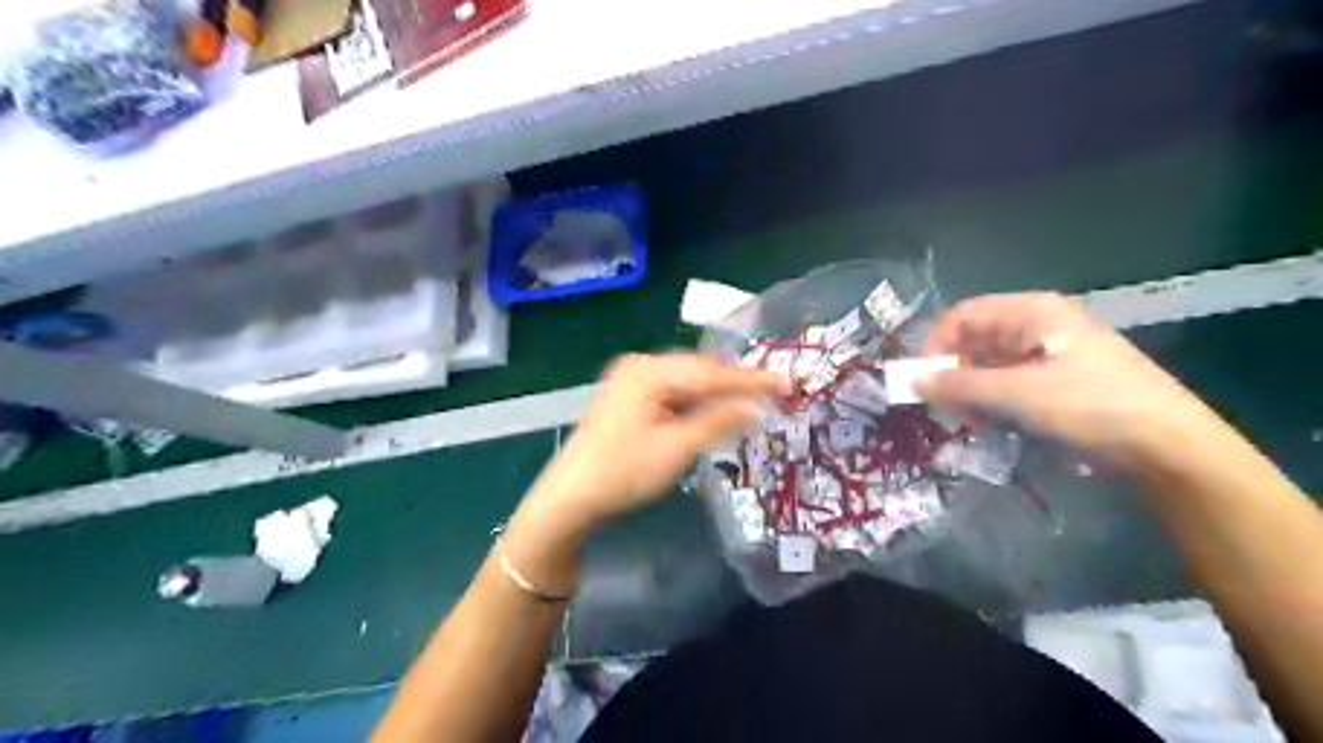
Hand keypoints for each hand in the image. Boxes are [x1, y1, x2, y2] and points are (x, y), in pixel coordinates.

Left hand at [518, 354, 781, 532]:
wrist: (570, 498)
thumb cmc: (622, 473)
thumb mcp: (676, 449)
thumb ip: (718, 422)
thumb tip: (757, 406)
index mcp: (647, 371)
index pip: (709, 371)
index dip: (750, 379)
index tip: (785, 382)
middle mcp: (639, 366)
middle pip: (697, 371)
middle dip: (734, 383)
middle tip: (774, 392)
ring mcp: (631, 380)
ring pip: (686, 382)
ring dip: (716, 394)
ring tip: (752, 402)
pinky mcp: (629, 397)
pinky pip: (672, 393)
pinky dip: (695, 403)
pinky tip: (714, 412)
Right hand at [923, 291, 1219, 470]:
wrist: (1169, 447)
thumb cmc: (1089, 406)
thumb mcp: (1016, 394)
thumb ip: (959, 385)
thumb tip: (913, 381)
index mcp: (1031, 312)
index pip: (962, 315)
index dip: (935, 344)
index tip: (919, 380)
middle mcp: (1039, 325)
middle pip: (975, 340)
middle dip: (953, 372)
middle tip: (943, 408)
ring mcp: (1052, 353)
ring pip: (991, 365)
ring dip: (972, 391)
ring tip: (969, 421)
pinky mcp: (1061, 381)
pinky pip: (1011, 384)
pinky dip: (994, 402)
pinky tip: (994, 424)